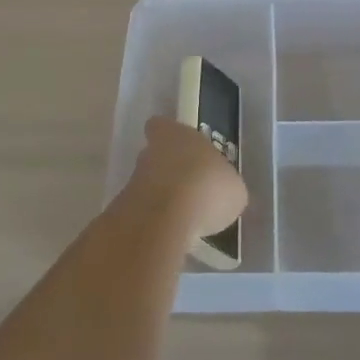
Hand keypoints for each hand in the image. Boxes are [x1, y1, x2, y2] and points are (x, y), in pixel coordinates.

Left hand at [125, 117, 247, 240]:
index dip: (168, 136)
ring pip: (148, 184)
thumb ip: (224, 185)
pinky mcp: (125, 211)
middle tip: (189, 188)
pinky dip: (156, 222)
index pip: (162, 126)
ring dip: (162, 198)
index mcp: (177, 134)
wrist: (165, 219)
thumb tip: (224, 193)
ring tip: (185, 217)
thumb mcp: (233, 189)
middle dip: (169, 170)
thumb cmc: (207, 187)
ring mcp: (134, 181)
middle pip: (155, 155)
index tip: (180, 148)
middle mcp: (151, 152)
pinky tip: (174, 234)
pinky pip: (144, 212)